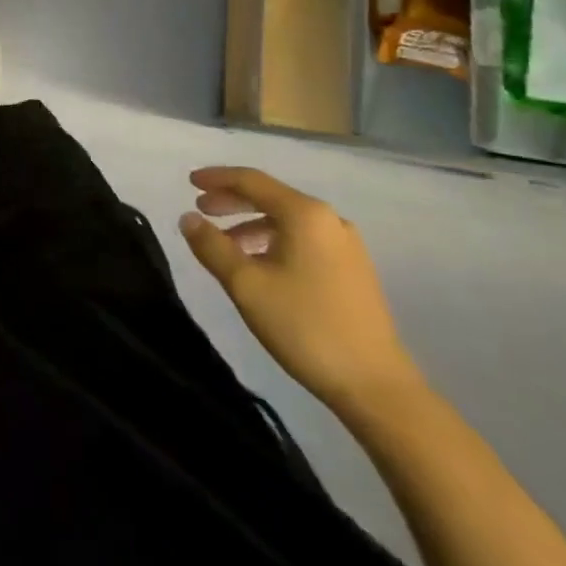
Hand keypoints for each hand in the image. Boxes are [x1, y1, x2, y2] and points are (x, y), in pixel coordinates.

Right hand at [179, 167, 421, 417]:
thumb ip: (212, 246)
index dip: (216, 178)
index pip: (251, 180)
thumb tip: (188, 218)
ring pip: (287, 221)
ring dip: (252, 224)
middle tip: (202, 209)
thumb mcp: (246, 285)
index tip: (188, 182)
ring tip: (226, 244)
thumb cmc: (305, 327)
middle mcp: (329, 220)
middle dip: (232, 201)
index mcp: (305, 214)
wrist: (377, 387)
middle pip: (271, 197)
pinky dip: (274, 241)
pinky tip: (261, 265)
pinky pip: (304, 240)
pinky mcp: (354, 271)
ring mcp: (346, 246)